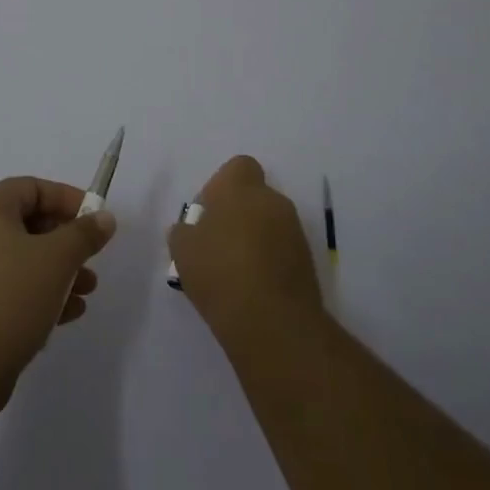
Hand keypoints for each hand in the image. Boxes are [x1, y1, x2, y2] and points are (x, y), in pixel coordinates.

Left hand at [0, 177, 117, 409]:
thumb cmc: (10, 297)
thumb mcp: (57, 260)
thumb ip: (84, 234)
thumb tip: (103, 218)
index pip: (30, 188)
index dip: (65, 198)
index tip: (92, 218)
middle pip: (24, 224)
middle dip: (64, 241)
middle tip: (90, 260)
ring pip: (17, 260)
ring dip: (54, 272)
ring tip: (85, 293)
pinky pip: (4, 289)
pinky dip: (34, 294)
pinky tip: (64, 316)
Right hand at [169, 155, 322, 344]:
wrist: (272, 322)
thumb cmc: (219, 272)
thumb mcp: (182, 250)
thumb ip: (184, 231)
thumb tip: (191, 229)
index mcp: (240, 187)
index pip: (238, 167)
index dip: (222, 186)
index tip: (208, 213)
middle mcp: (272, 200)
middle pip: (254, 197)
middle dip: (238, 214)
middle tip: (217, 244)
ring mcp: (294, 230)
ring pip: (269, 224)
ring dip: (255, 238)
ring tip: (233, 272)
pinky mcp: (308, 261)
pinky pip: (282, 249)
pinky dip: (269, 261)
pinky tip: (252, 287)